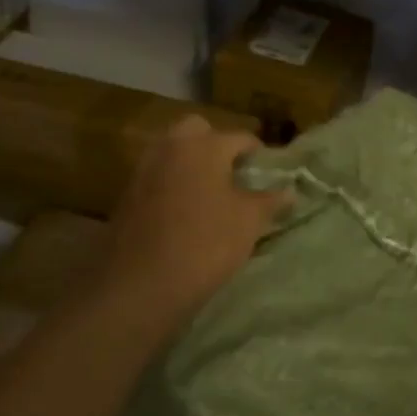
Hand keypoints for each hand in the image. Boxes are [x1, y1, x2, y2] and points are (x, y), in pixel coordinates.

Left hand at [97, 116, 289, 335]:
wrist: (139, 285)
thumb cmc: (205, 244)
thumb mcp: (249, 222)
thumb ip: (270, 200)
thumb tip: (289, 190)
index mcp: (204, 145)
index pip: (240, 137)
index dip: (258, 154)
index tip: (268, 172)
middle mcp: (171, 147)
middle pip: (197, 131)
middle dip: (216, 144)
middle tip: (234, 173)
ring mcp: (144, 170)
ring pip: (173, 152)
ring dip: (192, 164)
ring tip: (212, 195)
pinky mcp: (127, 195)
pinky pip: (158, 177)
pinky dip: (173, 184)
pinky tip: (185, 212)